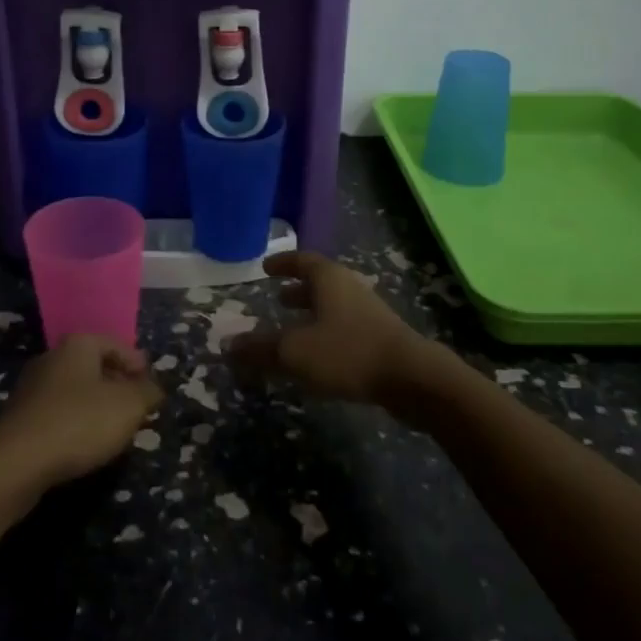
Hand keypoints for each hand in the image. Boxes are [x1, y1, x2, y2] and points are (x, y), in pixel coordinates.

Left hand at [0, 336, 164, 494]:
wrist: (15, 463)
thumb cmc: (79, 422)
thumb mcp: (128, 406)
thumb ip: (146, 393)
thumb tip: (153, 388)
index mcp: (78, 345)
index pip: (115, 344)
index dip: (136, 363)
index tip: (151, 386)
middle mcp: (52, 358)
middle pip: (93, 366)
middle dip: (117, 385)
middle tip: (136, 407)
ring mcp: (31, 388)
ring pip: (75, 391)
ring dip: (96, 406)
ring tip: (115, 430)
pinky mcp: (20, 418)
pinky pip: (58, 413)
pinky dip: (75, 423)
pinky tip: (84, 445)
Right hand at [231, 252, 446, 410]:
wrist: (414, 379)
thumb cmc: (348, 353)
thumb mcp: (295, 352)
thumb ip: (260, 349)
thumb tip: (227, 345)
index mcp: (329, 279)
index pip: (302, 261)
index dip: (283, 263)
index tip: (266, 267)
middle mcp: (350, 289)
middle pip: (321, 282)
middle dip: (298, 289)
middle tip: (279, 297)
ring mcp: (370, 313)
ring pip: (334, 306)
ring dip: (313, 312)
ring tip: (294, 327)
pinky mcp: (381, 338)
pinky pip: (345, 327)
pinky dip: (327, 332)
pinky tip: (319, 356)